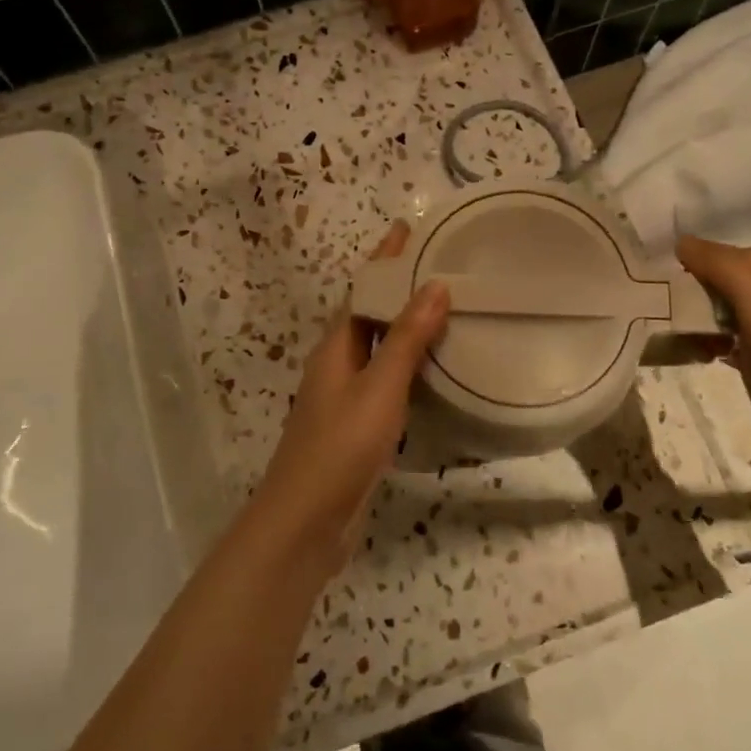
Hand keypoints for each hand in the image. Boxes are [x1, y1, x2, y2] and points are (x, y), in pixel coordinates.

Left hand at [249, 223, 449, 569]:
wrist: (306, 522)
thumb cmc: (340, 447)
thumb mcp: (379, 388)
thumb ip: (406, 339)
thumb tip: (434, 285)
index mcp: (336, 348)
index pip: (363, 291)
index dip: (385, 259)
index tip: (408, 228)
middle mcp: (337, 366)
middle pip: (369, 315)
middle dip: (397, 288)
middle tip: (438, 265)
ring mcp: (345, 399)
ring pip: (379, 349)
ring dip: (405, 327)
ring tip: (444, 309)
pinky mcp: (357, 428)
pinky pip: (387, 382)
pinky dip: (408, 367)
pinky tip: (433, 372)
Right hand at [676, 238, 750, 480]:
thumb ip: (720, 266)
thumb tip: (680, 241)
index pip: (721, 253)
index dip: (695, 273)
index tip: (673, 297)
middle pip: (717, 277)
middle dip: (693, 297)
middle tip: (673, 318)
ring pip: (714, 304)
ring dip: (694, 320)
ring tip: (682, 338)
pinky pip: (719, 328)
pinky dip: (704, 339)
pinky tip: (697, 353)